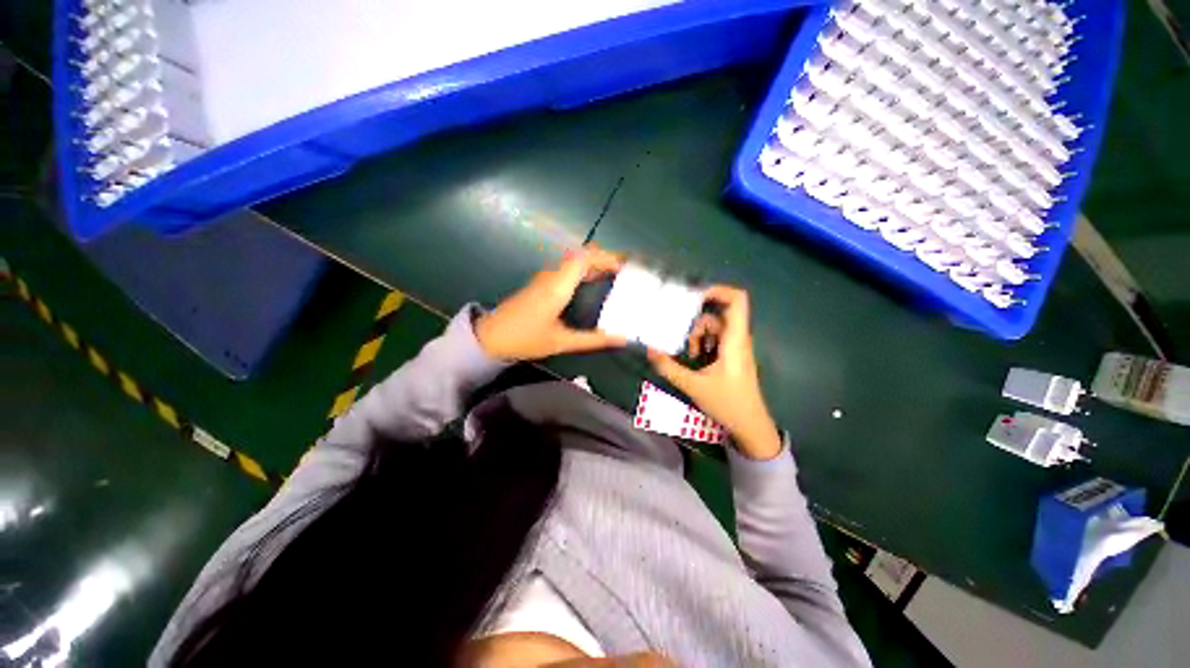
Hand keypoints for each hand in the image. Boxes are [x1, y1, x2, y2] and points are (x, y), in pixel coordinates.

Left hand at [476, 246, 627, 361]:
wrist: (490, 337)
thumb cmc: (526, 339)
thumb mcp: (562, 342)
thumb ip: (593, 339)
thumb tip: (621, 338)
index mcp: (558, 286)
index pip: (584, 258)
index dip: (606, 258)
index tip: (625, 267)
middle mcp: (552, 276)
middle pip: (581, 256)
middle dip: (604, 259)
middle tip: (625, 272)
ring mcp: (545, 278)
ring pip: (573, 261)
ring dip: (594, 264)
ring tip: (615, 276)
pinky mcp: (541, 283)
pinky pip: (567, 269)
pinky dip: (584, 271)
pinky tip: (593, 284)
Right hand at [647, 285, 781, 459]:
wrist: (750, 425)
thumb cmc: (727, 403)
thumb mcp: (693, 385)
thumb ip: (668, 367)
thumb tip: (648, 350)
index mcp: (734, 339)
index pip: (737, 300)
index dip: (718, 290)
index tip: (693, 296)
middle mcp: (737, 338)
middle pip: (717, 314)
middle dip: (696, 323)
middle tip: (680, 337)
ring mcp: (735, 347)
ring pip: (714, 327)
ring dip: (697, 336)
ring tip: (688, 354)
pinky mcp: (731, 356)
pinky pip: (715, 339)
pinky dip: (701, 344)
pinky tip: (693, 359)